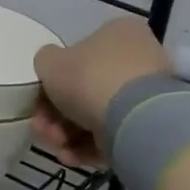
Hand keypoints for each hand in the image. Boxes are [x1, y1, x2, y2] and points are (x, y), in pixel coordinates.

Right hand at [31, 18, 171, 166]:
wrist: (134, 119)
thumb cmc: (89, 78)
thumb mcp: (50, 62)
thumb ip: (46, 61)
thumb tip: (53, 68)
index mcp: (118, 33)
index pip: (80, 55)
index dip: (53, 80)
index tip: (38, 101)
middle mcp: (138, 58)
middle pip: (86, 88)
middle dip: (56, 114)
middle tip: (42, 128)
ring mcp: (147, 95)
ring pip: (97, 114)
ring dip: (68, 133)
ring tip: (57, 147)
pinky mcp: (151, 126)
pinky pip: (114, 134)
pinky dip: (90, 147)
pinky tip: (72, 157)